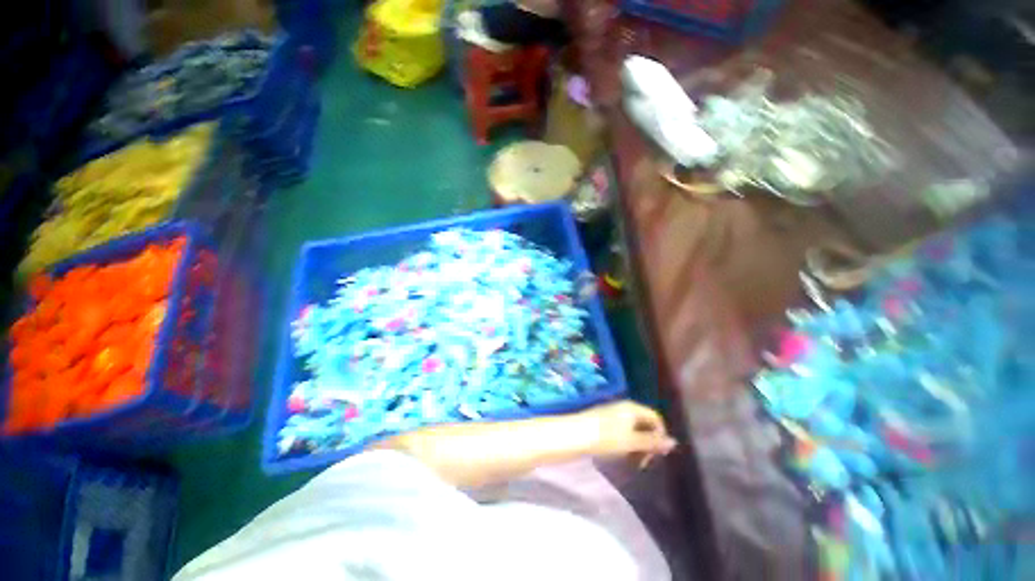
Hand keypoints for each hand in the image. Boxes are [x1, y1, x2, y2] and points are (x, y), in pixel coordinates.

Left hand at [578, 401, 676, 464]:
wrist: (575, 434)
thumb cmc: (605, 437)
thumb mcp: (631, 442)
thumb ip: (652, 442)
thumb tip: (674, 442)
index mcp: (632, 407)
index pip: (655, 418)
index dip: (660, 435)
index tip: (656, 455)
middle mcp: (623, 407)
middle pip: (644, 423)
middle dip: (648, 442)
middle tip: (643, 462)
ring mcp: (612, 413)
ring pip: (632, 428)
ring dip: (637, 444)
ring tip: (632, 461)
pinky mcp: (602, 421)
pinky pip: (621, 430)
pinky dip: (625, 442)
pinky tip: (619, 454)